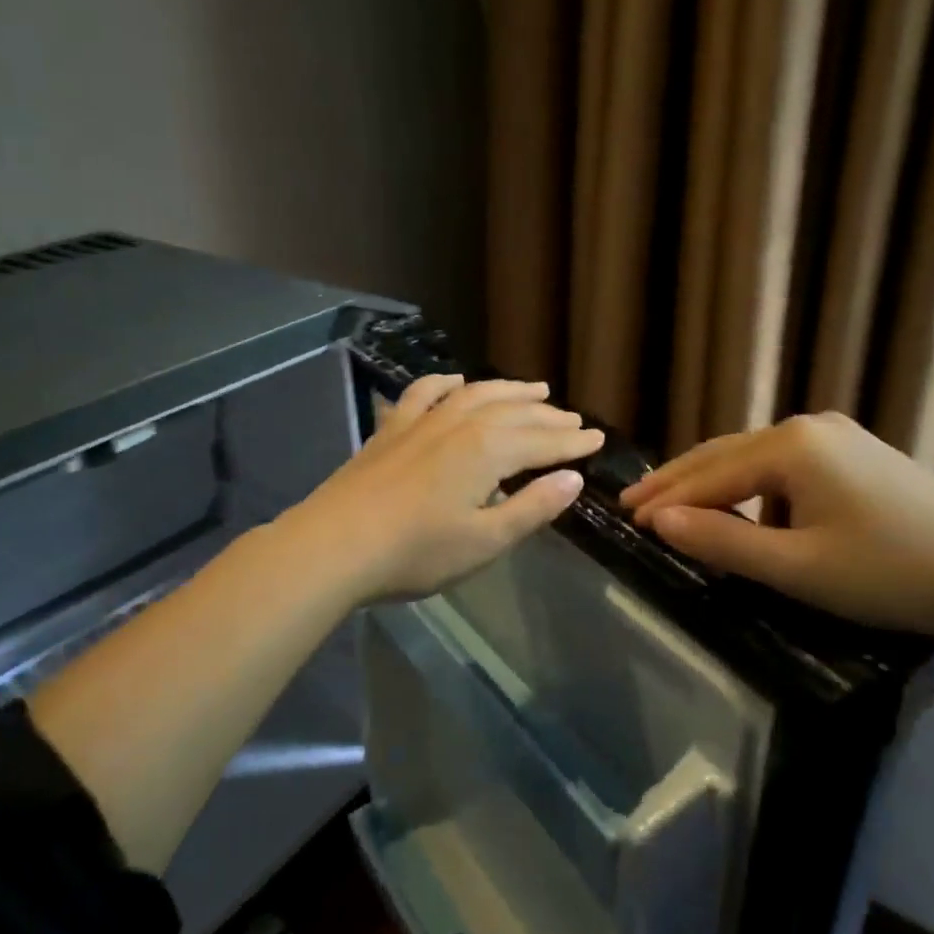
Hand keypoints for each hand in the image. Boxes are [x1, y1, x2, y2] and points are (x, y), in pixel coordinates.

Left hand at [288, 373, 605, 603]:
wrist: (335, 545)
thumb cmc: (416, 552)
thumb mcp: (485, 540)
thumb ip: (532, 507)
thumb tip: (573, 479)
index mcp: (489, 450)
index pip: (543, 442)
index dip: (573, 442)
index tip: (598, 439)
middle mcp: (460, 423)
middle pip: (515, 413)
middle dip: (549, 416)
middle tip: (574, 420)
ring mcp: (422, 421)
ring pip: (476, 394)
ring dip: (509, 391)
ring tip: (535, 390)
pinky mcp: (392, 429)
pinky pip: (424, 393)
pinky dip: (445, 383)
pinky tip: (456, 381)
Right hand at [621, 412, 933, 647]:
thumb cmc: (891, 573)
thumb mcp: (798, 567)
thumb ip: (724, 543)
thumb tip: (661, 523)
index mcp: (791, 446)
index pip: (709, 474)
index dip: (665, 499)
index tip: (625, 518)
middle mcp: (809, 427)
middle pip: (726, 454)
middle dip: (679, 481)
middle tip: (634, 502)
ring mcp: (839, 437)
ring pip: (755, 459)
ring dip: (716, 485)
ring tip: (680, 509)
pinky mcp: (859, 455)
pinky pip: (786, 467)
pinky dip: (754, 489)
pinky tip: (748, 512)